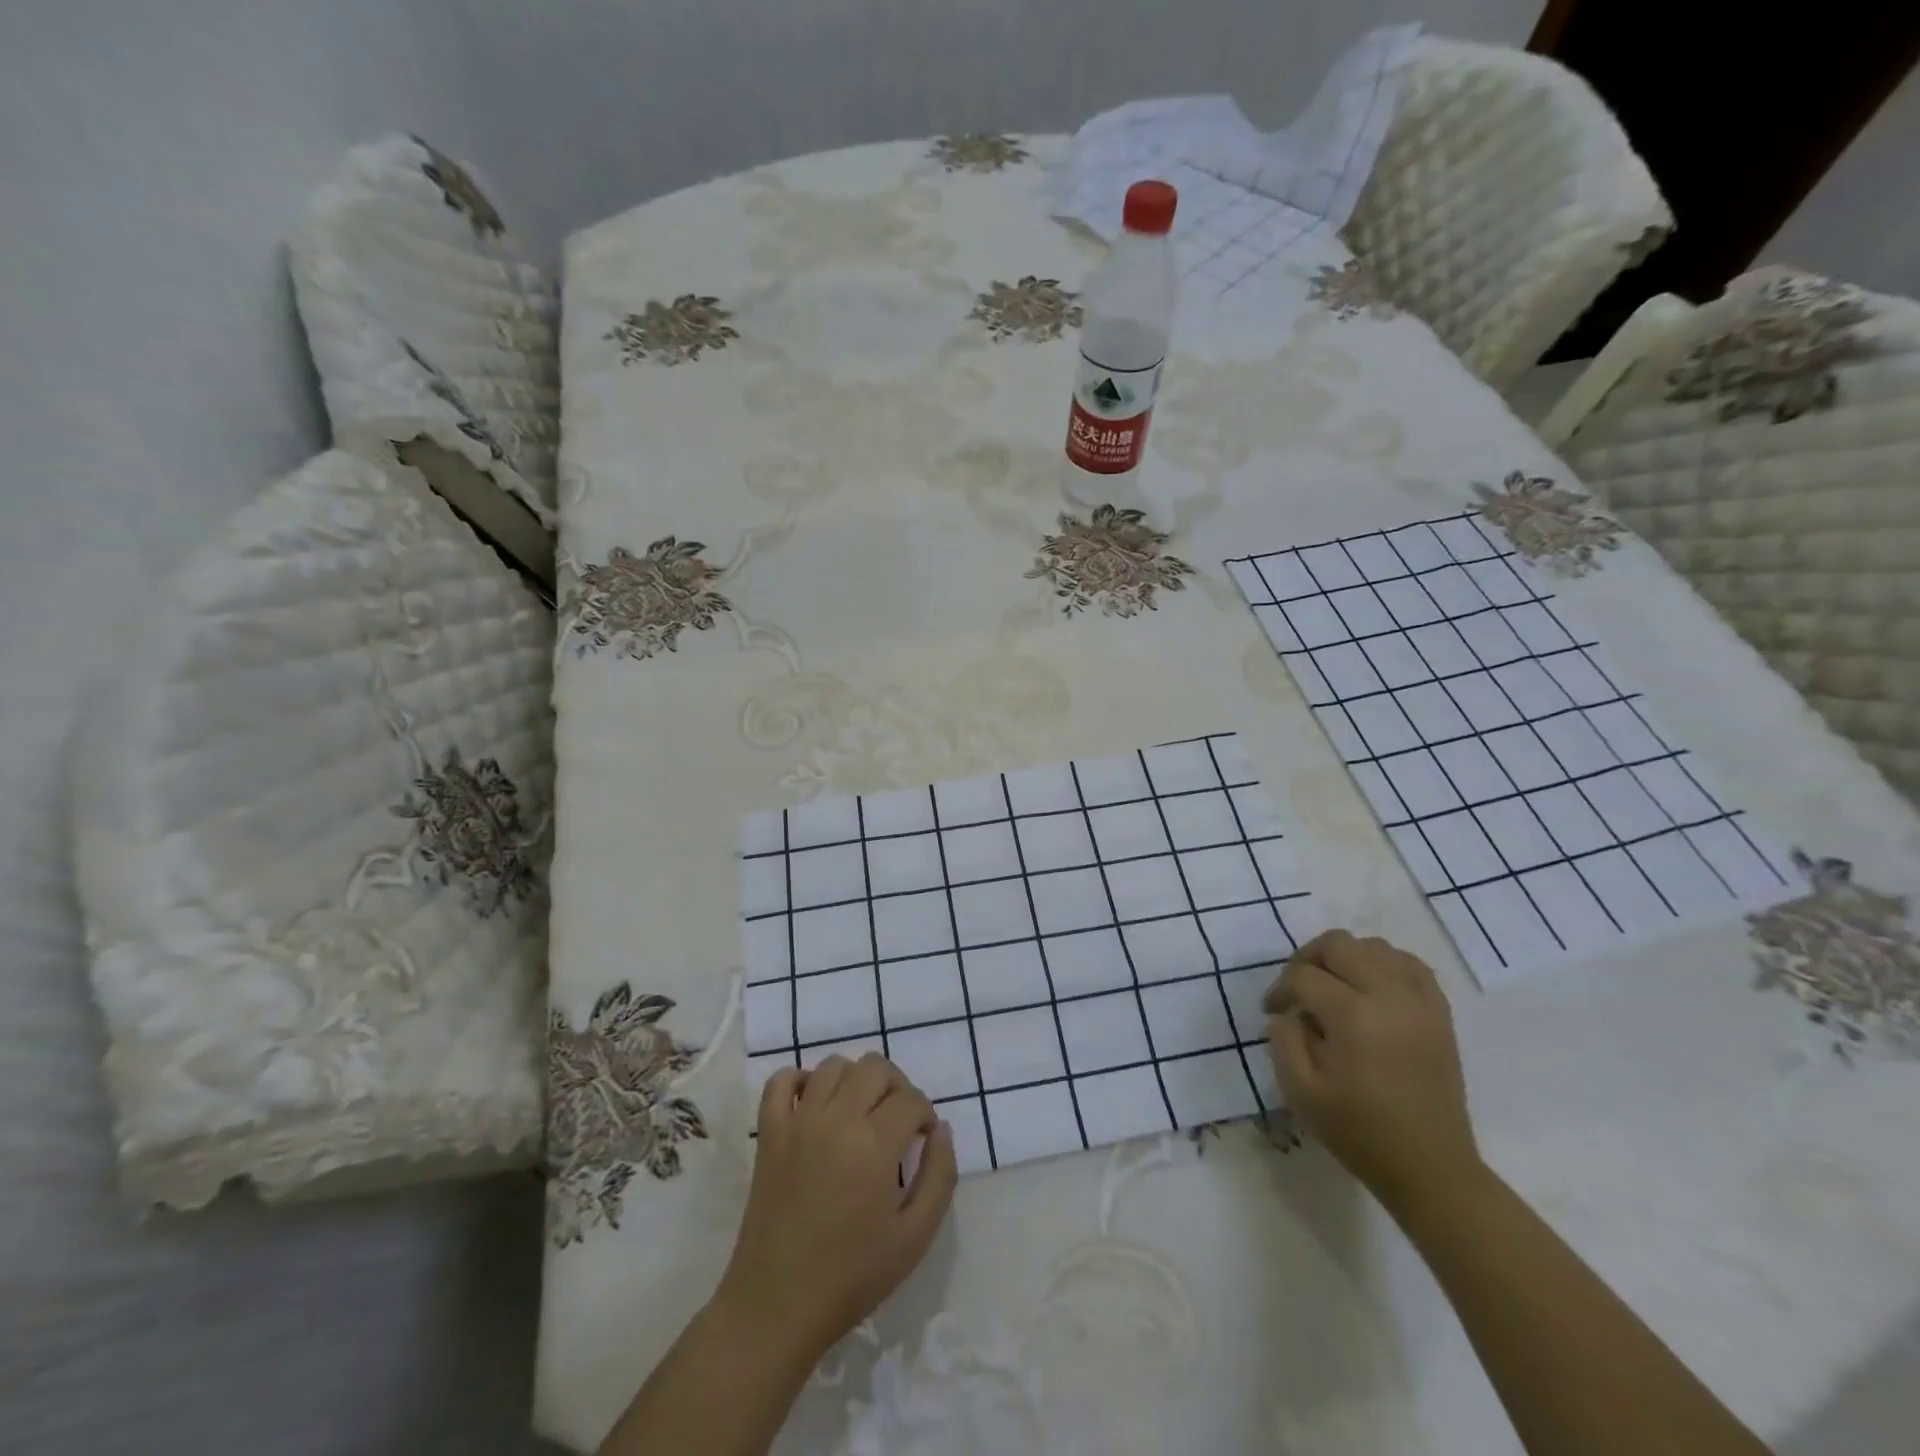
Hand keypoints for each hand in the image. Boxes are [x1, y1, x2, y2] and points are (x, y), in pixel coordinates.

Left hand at [713, 1052, 958, 1364]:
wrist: (777, 1307)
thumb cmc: (852, 1277)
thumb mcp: (915, 1238)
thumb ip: (939, 1176)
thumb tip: (941, 1129)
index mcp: (875, 1144)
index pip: (911, 1098)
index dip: (925, 1115)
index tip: (923, 1140)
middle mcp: (837, 1118)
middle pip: (874, 1067)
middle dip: (896, 1087)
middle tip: (897, 1122)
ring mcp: (798, 1122)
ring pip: (833, 1065)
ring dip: (854, 1080)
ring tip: (860, 1113)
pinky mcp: (769, 1133)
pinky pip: (780, 1081)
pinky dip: (799, 1081)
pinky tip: (814, 1104)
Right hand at [1264, 930, 1481, 1212]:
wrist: (1431, 1168)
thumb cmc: (1360, 1133)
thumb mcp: (1300, 1092)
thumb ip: (1283, 1040)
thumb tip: (1287, 1012)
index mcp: (1352, 1017)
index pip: (1303, 976)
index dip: (1280, 989)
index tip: (1273, 1010)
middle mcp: (1389, 996)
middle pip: (1338, 944)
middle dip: (1307, 959)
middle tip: (1297, 990)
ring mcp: (1420, 1002)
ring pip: (1374, 946)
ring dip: (1346, 958)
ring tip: (1333, 987)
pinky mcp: (1439, 1012)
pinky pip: (1409, 964)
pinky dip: (1384, 964)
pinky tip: (1370, 987)